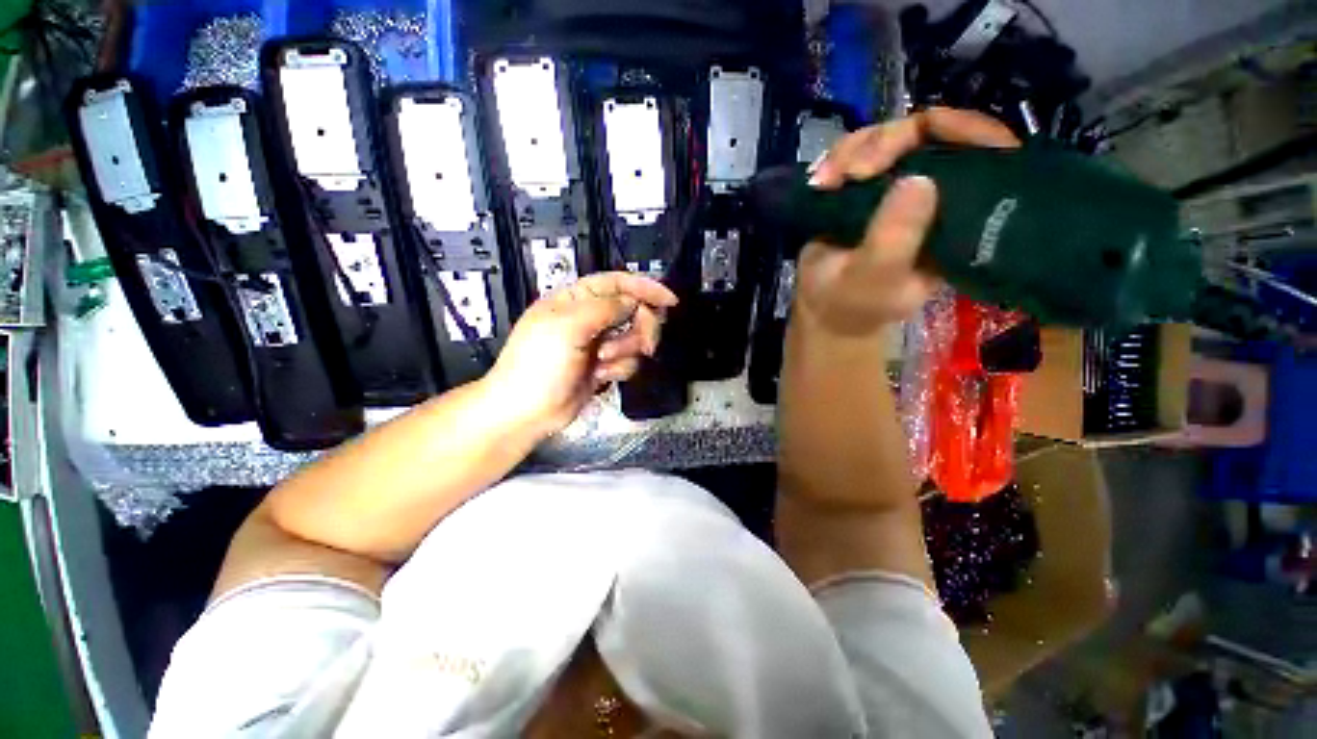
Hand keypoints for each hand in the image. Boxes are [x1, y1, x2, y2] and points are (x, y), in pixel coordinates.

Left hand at [484, 272, 678, 438]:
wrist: (526, 412)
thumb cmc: (539, 365)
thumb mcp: (568, 327)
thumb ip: (605, 308)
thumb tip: (634, 301)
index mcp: (575, 300)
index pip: (617, 283)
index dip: (645, 287)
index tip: (669, 300)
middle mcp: (589, 318)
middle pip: (633, 310)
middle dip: (641, 327)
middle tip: (643, 343)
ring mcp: (597, 344)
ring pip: (634, 338)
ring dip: (626, 351)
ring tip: (604, 363)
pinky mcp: (604, 367)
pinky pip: (628, 361)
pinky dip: (620, 369)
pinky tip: (601, 377)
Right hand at [796, 107, 1019, 336]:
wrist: (821, 308)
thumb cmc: (853, 302)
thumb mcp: (875, 279)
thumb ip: (895, 239)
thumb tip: (920, 179)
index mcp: (958, 219)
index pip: (985, 156)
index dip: (964, 129)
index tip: (926, 125)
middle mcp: (935, 194)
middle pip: (928, 135)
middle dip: (887, 141)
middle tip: (854, 171)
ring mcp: (897, 187)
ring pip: (888, 137)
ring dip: (852, 150)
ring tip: (825, 180)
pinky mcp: (865, 188)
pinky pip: (858, 151)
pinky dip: (836, 158)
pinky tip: (819, 179)